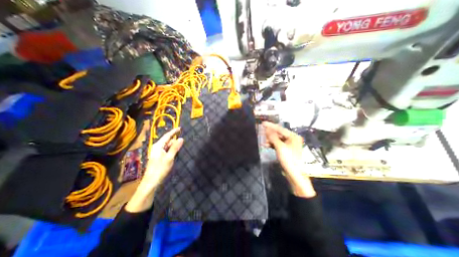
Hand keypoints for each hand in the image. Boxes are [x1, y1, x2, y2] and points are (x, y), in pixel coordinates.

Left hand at [124, 127, 184, 212]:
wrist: (151, 182)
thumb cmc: (160, 169)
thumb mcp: (169, 158)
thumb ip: (175, 147)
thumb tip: (181, 138)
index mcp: (158, 146)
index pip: (167, 136)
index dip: (174, 131)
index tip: (180, 128)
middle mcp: (157, 148)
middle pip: (168, 141)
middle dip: (175, 139)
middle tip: (183, 139)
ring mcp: (158, 153)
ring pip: (168, 146)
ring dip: (174, 145)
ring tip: (181, 145)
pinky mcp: (159, 157)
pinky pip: (167, 151)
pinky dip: (172, 150)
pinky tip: (176, 152)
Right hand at [262, 122, 315, 197]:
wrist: (294, 174)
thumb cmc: (289, 159)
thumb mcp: (280, 147)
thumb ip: (273, 137)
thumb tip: (266, 129)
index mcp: (293, 136)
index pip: (280, 129)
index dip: (271, 126)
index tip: (262, 123)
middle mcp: (292, 139)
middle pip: (279, 134)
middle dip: (270, 135)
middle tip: (262, 134)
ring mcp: (289, 144)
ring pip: (277, 139)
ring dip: (270, 140)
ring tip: (264, 142)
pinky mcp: (286, 150)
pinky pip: (278, 144)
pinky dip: (272, 144)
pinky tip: (266, 145)